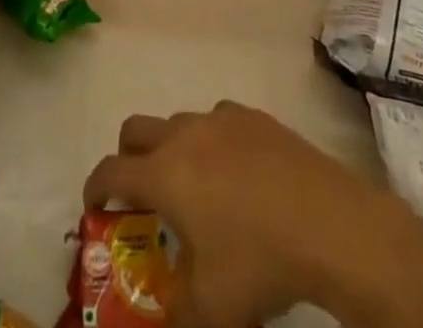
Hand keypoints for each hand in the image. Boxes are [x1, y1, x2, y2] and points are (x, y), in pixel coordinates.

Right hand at [83, 102, 397, 327]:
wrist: (328, 223)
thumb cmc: (260, 262)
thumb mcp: (212, 310)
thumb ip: (177, 314)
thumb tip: (166, 319)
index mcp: (163, 174)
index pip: (110, 171)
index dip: (95, 188)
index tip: (93, 206)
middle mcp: (183, 135)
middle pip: (135, 129)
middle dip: (127, 157)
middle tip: (139, 192)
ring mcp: (219, 118)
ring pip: (178, 123)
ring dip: (172, 149)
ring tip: (196, 189)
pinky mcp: (252, 115)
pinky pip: (218, 120)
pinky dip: (213, 142)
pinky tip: (238, 174)